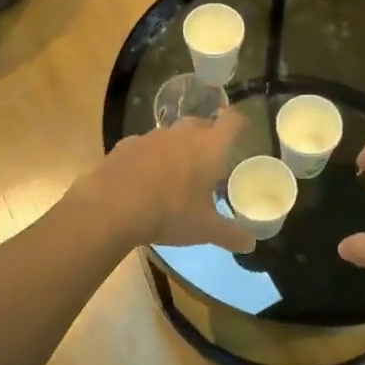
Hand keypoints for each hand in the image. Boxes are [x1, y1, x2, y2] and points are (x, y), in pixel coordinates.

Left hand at [91, 111, 255, 253]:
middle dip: (209, 136)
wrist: (112, 207)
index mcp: (209, 147)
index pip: (232, 121)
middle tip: (211, 159)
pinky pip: (146, 145)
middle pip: (202, 123)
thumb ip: (231, 234)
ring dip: (179, 146)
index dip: (240, 123)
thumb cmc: (169, 213)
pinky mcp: (127, 143)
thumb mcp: (205, 229)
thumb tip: (251, 243)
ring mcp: (152, 136)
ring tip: (177, 171)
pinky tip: (145, 178)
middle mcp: (183, 134)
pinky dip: (151, 156)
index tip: (243, 131)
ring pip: (173, 134)